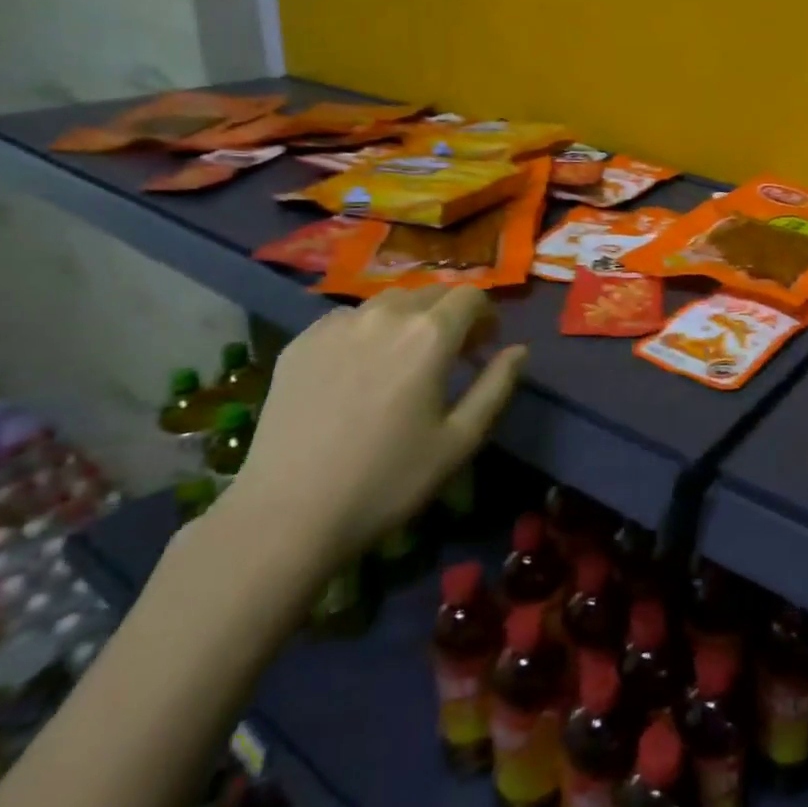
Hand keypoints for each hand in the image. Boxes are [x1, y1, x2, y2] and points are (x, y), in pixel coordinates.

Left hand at [214, 287, 525, 586]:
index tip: (483, 346)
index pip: (471, 296)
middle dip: (449, 315)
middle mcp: (385, 314)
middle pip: (430, 293)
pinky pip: (347, 320)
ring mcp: (337, 324)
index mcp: (429, 334)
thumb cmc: (388, 480)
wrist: (288, 513)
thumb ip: (497, 386)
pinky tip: (358, 371)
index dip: (485, 316)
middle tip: (448, 355)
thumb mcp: (459, 440)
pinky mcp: (301, 341)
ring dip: (408, 319)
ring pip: (388, 302)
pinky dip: (366, 331)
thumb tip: (519, 350)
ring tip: (402, 360)